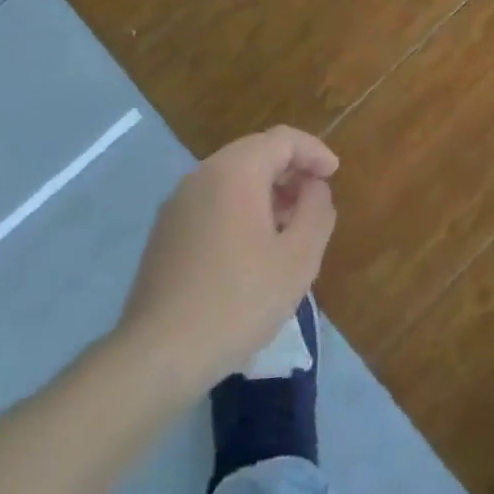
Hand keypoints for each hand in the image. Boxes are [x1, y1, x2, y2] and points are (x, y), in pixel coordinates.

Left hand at [118, 127, 337, 396]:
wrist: (159, 354)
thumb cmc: (239, 300)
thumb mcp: (298, 258)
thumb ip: (317, 211)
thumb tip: (314, 187)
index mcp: (236, 171)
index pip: (283, 139)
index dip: (314, 152)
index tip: (334, 175)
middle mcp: (203, 174)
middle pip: (255, 153)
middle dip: (290, 170)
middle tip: (315, 200)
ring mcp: (178, 202)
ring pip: (232, 177)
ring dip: (265, 190)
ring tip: (288, 226)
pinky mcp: (165, 231)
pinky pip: (212, 201)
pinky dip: (240, 207)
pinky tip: (252, 247)